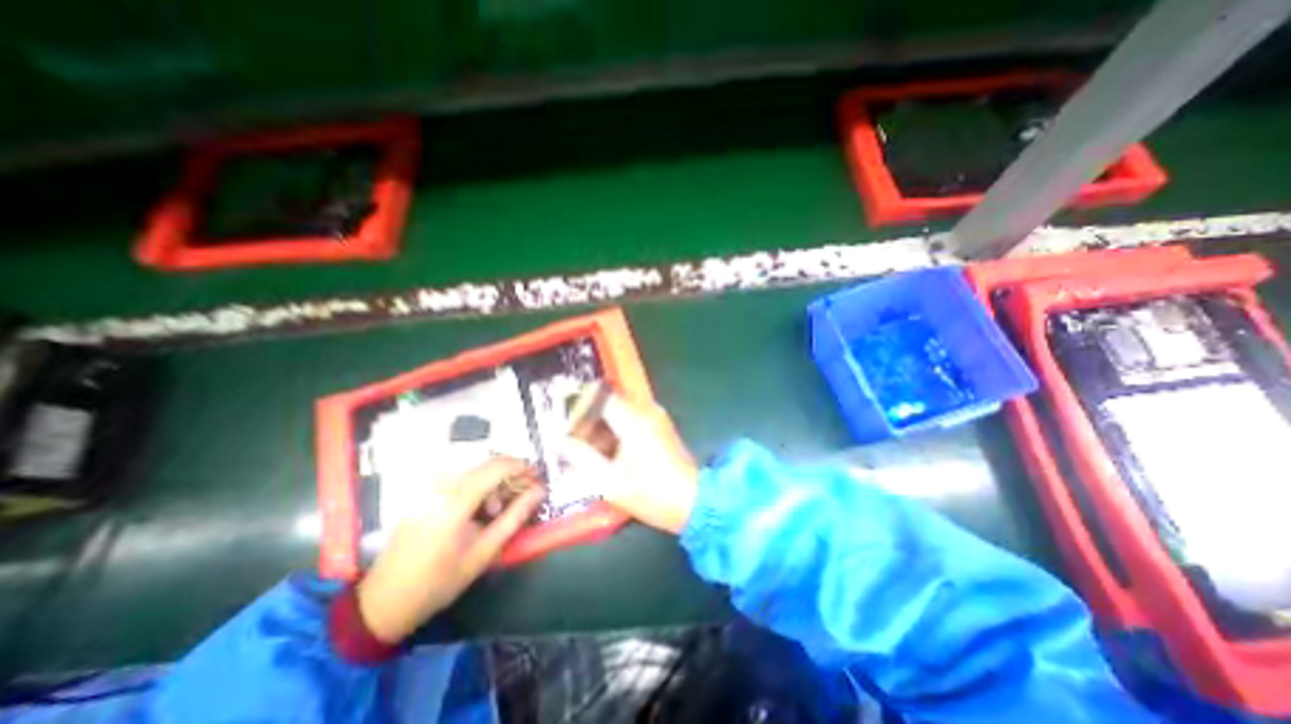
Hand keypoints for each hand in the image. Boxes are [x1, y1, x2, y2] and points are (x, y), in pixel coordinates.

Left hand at [355, 459, 546, 645]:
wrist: (384, 601)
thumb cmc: (439, 581)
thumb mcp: (484, 552)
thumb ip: (515, 516)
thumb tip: (539, 491)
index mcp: (455, 501)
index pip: (497, 467)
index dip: (522, 467)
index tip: (538, 478)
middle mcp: (442, 486)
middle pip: (487, 465)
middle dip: (512, 475)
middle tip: (526, 494)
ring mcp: (430, 489)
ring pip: (475, 471)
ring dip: (495, 483)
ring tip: (499, 510)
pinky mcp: (425, 494)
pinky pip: (461, 480)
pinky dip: (479, 487)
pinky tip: (480, 511)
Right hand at [562, 393, 702, 532]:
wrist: (692, 502)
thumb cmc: (649, 492)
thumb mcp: (608, 479)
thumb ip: (580, 456)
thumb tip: (560, 441)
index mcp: (632, 418)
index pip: (598, 397)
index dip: (578, 405)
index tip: (562, 419)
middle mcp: (646, 411)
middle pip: (609, 402)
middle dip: (588, 416)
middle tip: (570, 435)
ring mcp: (656, 418)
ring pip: (620, 411)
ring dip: (601, 424)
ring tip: (584, 447)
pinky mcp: (660, 428)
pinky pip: (632, 419)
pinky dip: (615, 430)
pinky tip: (605, 452)